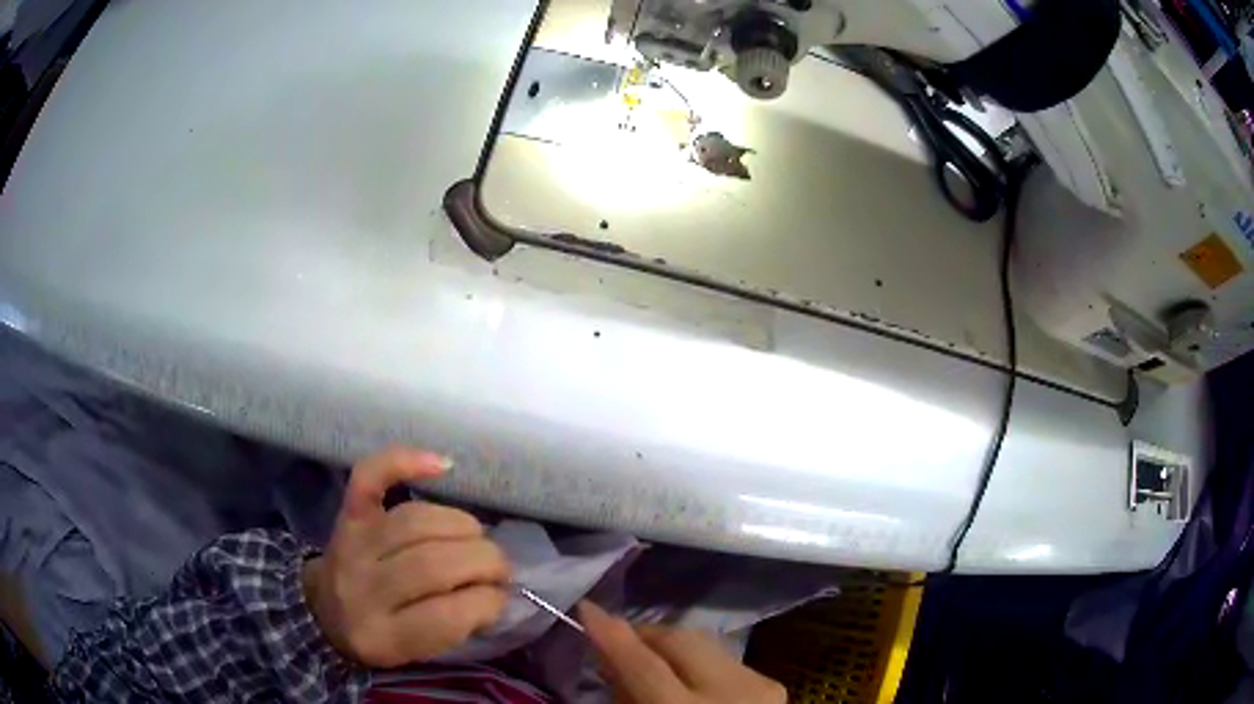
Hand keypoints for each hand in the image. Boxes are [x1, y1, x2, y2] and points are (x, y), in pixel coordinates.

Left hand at [302, 447, 510, 666]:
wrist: (323, 612)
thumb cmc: (382, 637)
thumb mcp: (417, 652)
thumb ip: (457, 627)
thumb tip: (498, 591)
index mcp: (382, 637)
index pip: (445, 616)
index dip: (487, 602)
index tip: (501, 599)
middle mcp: (362, 588)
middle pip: (433, 565)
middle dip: (484, 561)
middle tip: (499, 568)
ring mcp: (352, 545)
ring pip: (416, 521)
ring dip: (463, 526)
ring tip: (478, 539)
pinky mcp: (348, 514)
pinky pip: (370, 477)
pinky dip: (405, 462)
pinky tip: (442, 465)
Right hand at [579, 601, 786, 703]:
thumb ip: (626, 697)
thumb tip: (612, 661)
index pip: (644, 666)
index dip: (613, 636)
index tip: (586, 609)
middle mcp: (730, 694)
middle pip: (678, 642)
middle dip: (642, 634)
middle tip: (614, 639)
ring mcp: (759, 686)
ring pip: (702, 642)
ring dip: (669, 646)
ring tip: (648, 660)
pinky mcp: (773, 683)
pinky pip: (723, 657)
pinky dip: (697, 661)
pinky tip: (687, 677)